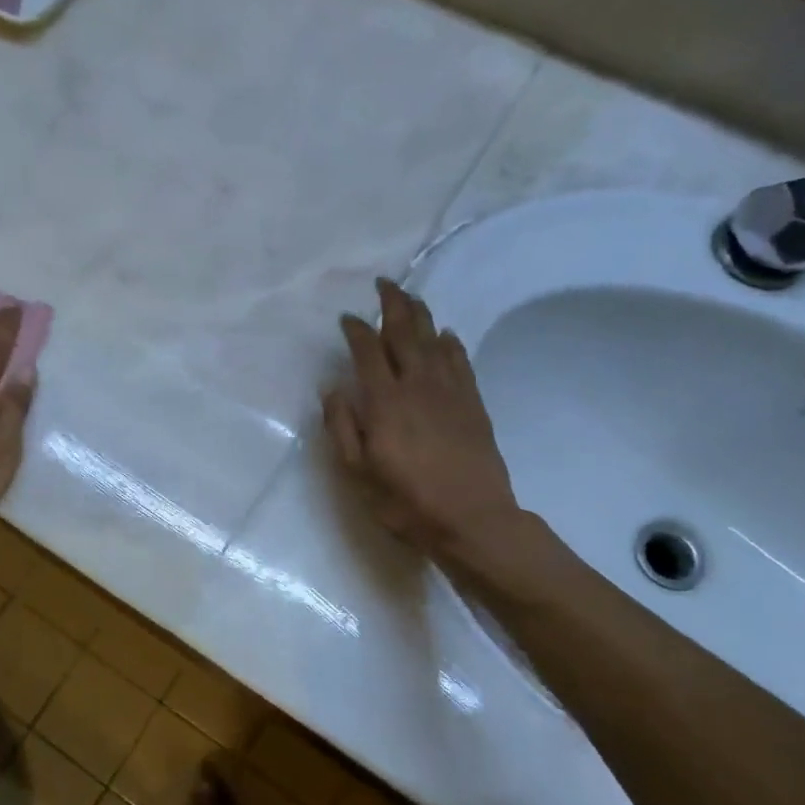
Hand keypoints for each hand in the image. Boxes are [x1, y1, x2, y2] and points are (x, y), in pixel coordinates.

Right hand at [322, 280, 523, 565]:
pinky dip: (450, 343)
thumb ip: (342, 427)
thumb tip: (332, 389)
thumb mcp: (358, 472)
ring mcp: (450, 392)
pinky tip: (446, 335)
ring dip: (421, 315)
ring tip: (411, 298)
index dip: (356, 330)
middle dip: (393, 305)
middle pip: (405, 333)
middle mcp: (417, 386)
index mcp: (385, 402)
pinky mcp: (473, 404)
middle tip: (384, 284)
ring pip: (434, 341)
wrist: (473, 520)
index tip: (347, 318)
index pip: (368, 352)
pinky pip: (460, 362)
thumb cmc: (406, 501)